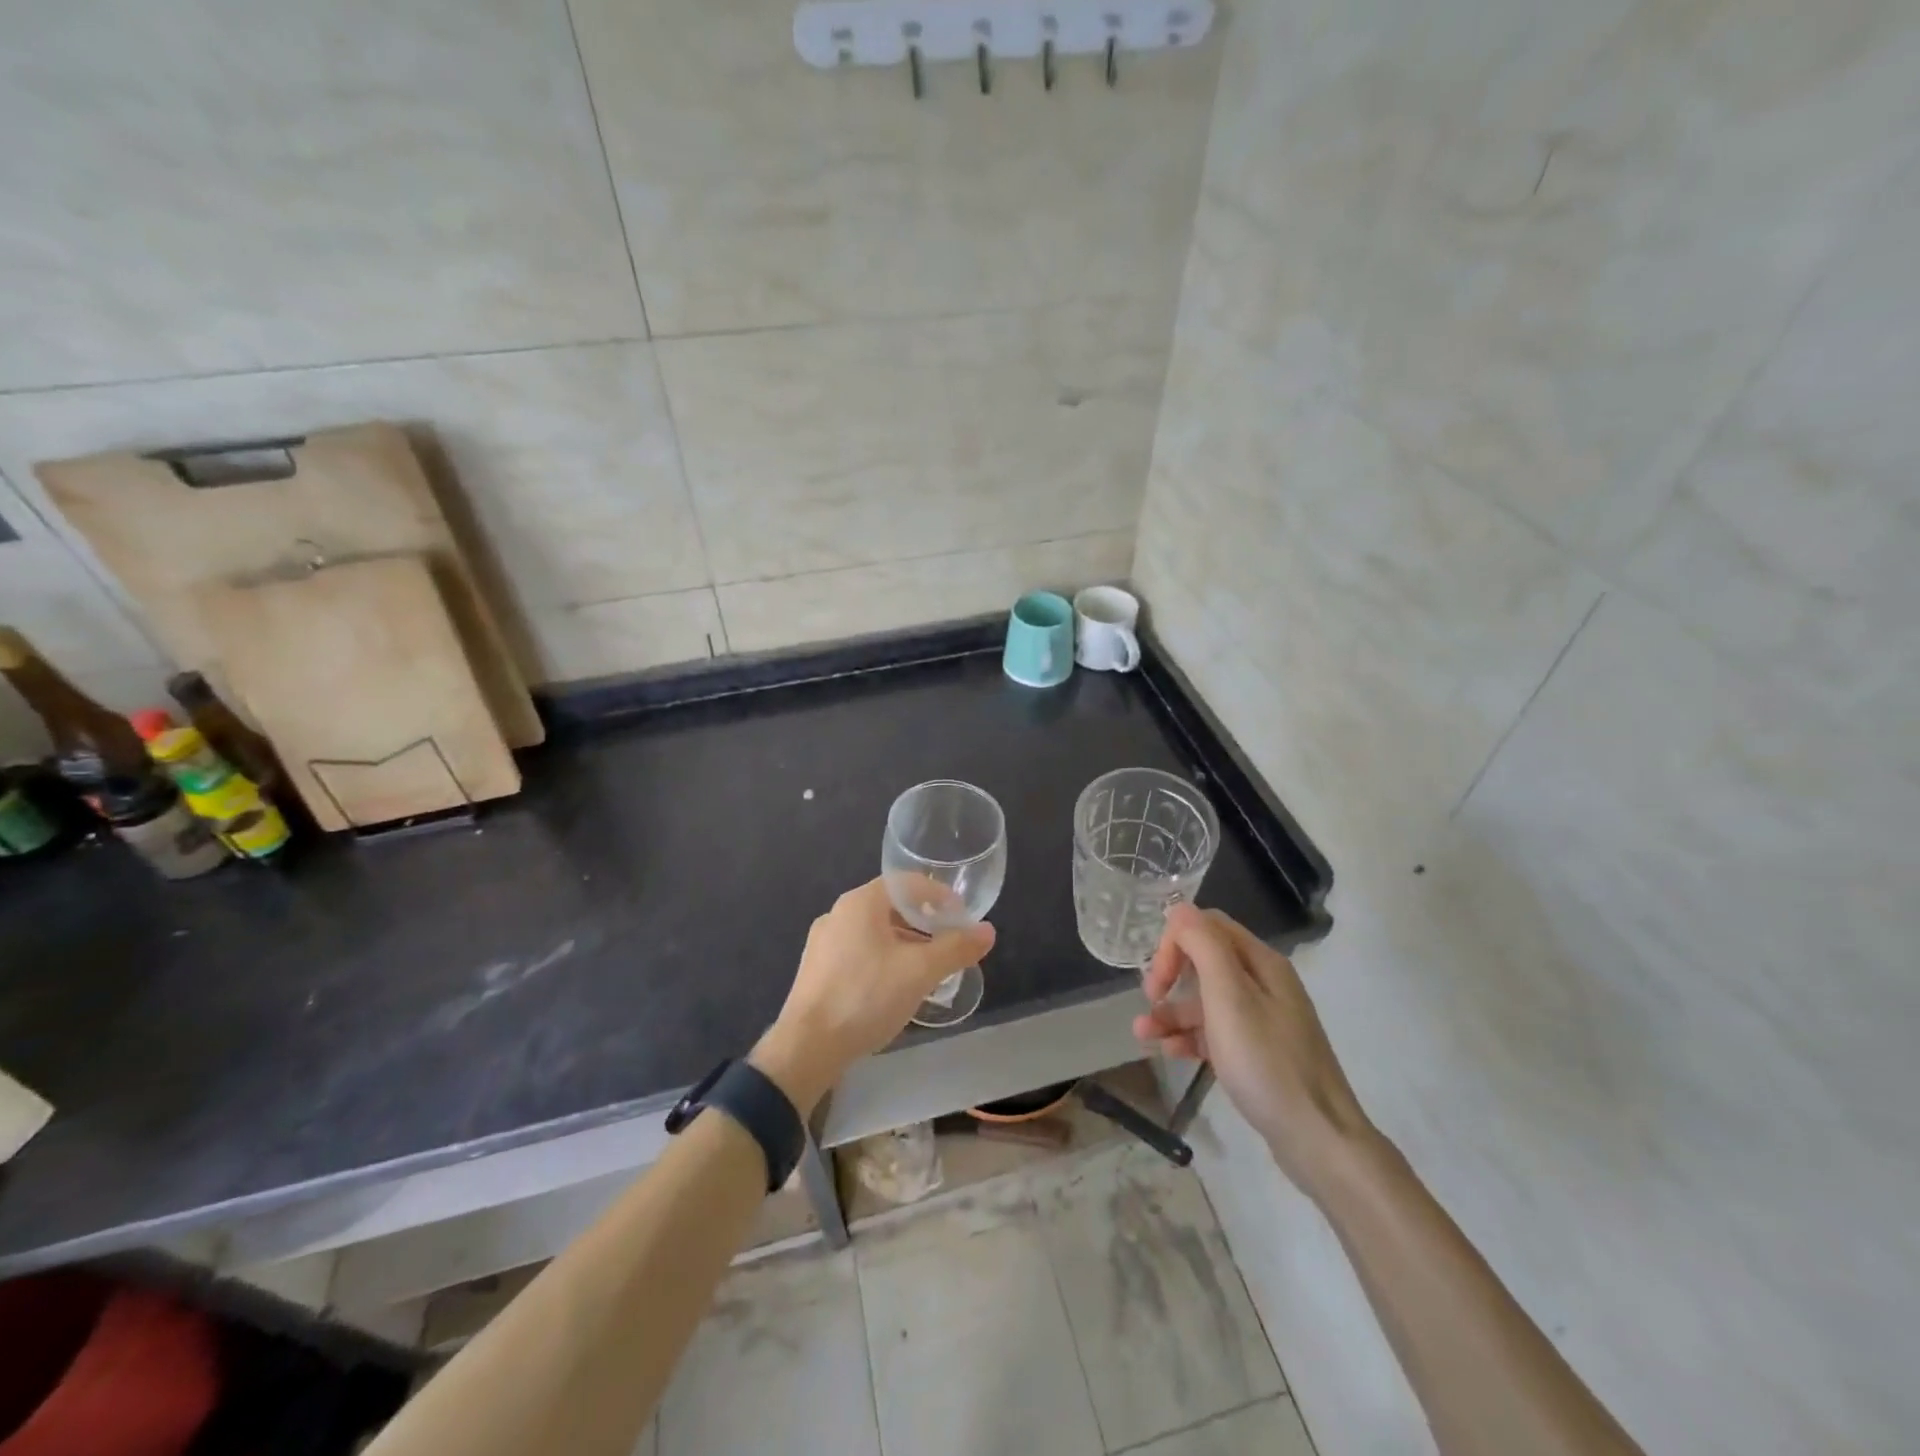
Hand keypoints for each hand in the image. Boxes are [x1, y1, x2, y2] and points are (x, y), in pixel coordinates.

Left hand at [752, 879, 994, 1114]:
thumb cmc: (865, 997)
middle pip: (891, 907)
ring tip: (928, 969)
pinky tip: (895, 987)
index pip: (908, 883)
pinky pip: (859, 952)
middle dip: (924, 923)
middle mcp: (839, 913)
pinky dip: (884, 959)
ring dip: (905, 944)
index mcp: (861, 902)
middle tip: (950, 945)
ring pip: (875, 932)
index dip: (940, 896)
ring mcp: (823, 942)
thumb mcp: (919, 972)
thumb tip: (988, 931)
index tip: (962, 918)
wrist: (806, 1048)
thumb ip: (955, 948)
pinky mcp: (817, 970)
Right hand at [1135, 904, 1375, 1198]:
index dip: (1175, 942)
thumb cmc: (1267, 1062)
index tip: (1156, 978)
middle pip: (1206, 960)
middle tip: (1149, 999)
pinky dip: (1189, 1036)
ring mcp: (1263, 1019)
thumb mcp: (1229, 997)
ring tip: (1142, 1035)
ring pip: (1207, 1000)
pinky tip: (1168, 1052)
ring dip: (1172, 1010)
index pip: (1207, 926)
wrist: (1318, 1139)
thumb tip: (1179, 909)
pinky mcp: (1259, 1052)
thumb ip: (1203, 945)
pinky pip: (1216, 1031)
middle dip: (1170, 974)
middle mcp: (1264, 983)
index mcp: (1261, 962)